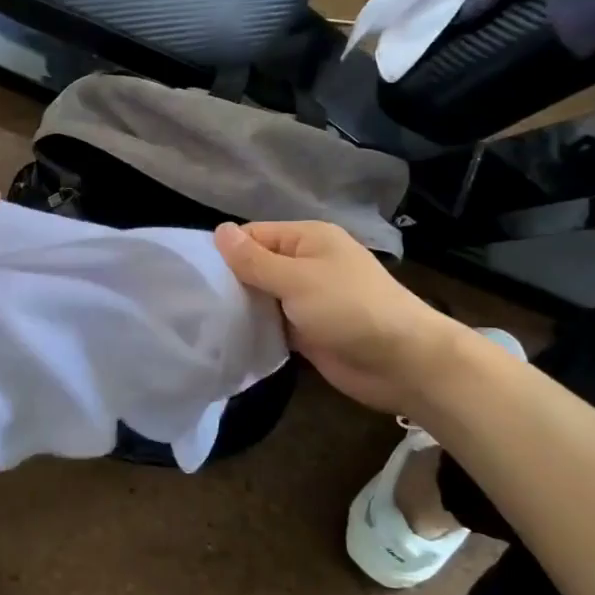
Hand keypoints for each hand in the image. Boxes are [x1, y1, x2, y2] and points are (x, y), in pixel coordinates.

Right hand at [215, 219, 459, 416]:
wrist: (403, 363)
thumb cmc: (350, 309)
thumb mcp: (297, 279)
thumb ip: (255, 259)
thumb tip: (218, 231)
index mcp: (307, 239)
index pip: (253, 235)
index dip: (225, 252)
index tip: (193, 274)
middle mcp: (305, 264)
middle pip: (255, 266)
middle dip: (228, 282)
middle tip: (191, 301)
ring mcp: (306, 299)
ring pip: (261, 297)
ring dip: (240, 309)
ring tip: (200, 321)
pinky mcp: (307, 331)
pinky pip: (272, 324)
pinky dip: (255, 330)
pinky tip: (226, 339)